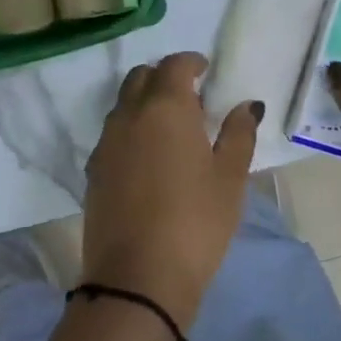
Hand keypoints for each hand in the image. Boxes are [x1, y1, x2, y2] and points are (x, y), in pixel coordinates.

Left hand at [82, 52, 261, 329]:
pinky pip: (112, 134)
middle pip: (141, 78)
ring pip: (123, 105)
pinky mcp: (93, 171)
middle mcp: (129, 116)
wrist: (138, 277)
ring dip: (144, 102)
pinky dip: (130, 129)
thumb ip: (239, 134)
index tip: (205, 70)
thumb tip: (246, 105)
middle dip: (164, 77)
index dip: (191, 62)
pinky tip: (148, 156)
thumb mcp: (229, 179)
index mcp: (165, 108)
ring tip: (170, 127)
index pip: (174, 65)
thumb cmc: (196, 222)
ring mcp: (106, 143)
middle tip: (189, 96)